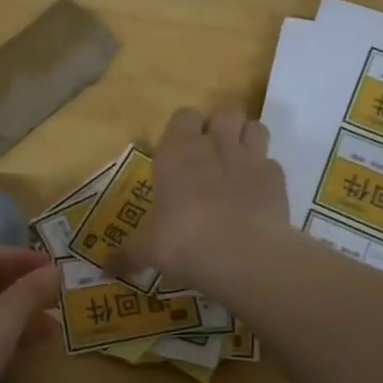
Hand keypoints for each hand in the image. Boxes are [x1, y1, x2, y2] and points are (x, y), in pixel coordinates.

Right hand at [115, 107, 288, 286]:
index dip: (184, 129)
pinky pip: (272, 165)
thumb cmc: (182, 241)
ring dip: (247, 140)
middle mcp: (214, 145)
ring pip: (254, 127)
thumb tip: (105, 270)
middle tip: (211, 156)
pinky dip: (265, 175)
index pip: (183, 116)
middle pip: (224, 112)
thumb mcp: (147, 250)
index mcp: (177, 152)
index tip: (180, 152)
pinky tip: (256, 196)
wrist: (242, 254)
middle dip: (220, 127)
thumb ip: (128, 254)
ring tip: (238, 164)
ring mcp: (251, 158)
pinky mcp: (277, 178)